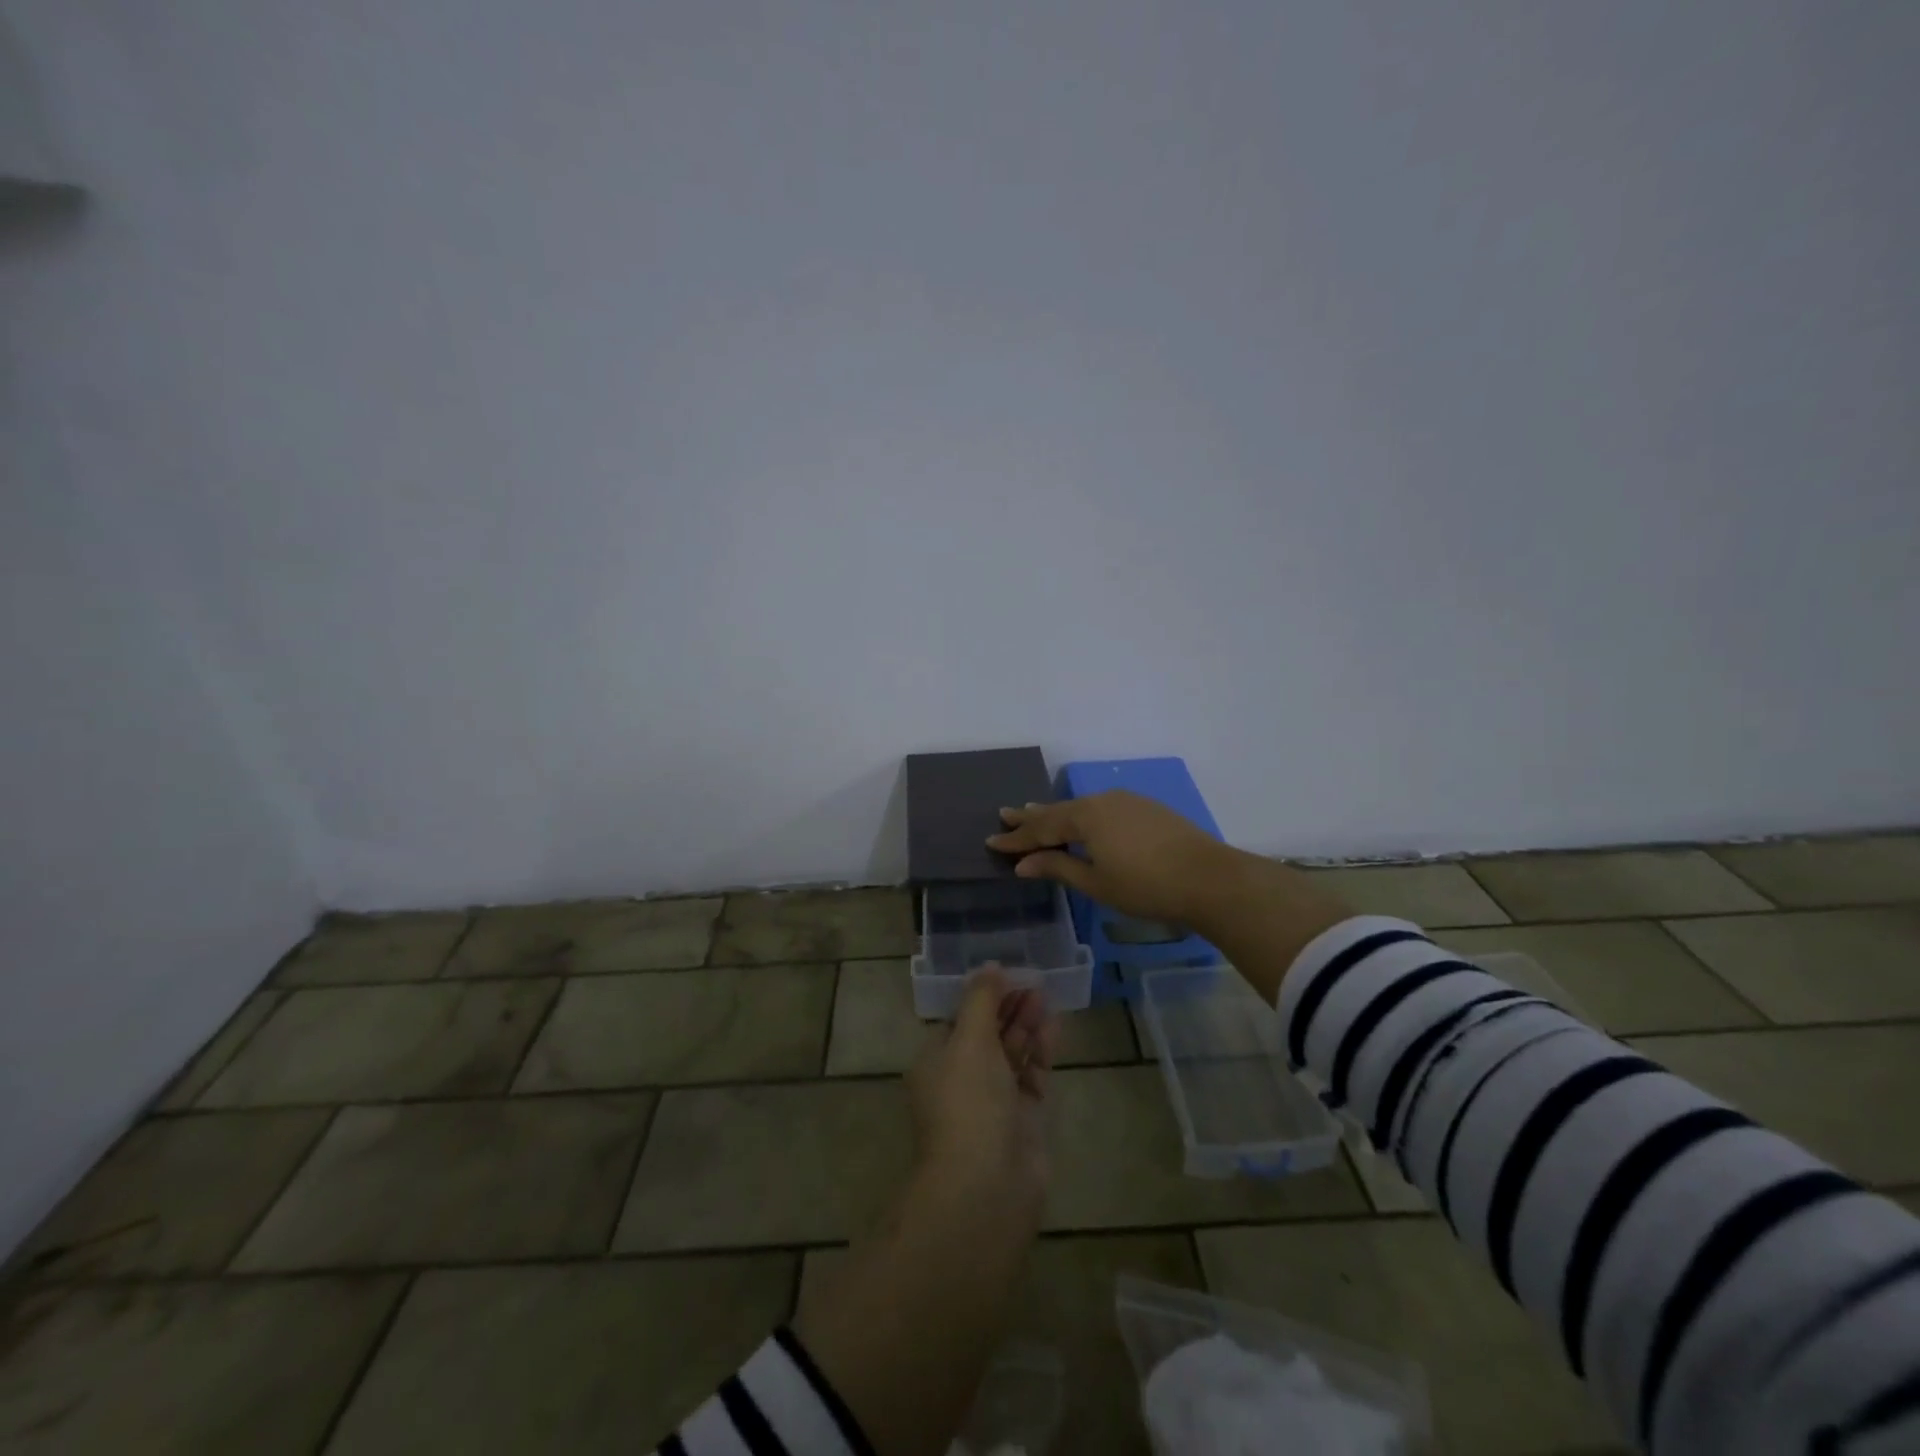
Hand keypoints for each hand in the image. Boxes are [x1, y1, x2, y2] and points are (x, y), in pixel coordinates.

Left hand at [906, 968, 1053, 1217]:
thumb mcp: (969, 1040)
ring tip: (1046, 995)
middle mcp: (962, 1080)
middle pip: (988, 1034)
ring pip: (1012, 1053)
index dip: (983, 996)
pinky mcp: (1022, 1120)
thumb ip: (982, 1000)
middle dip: (1009, 1007)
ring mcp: (993, 1101)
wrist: (987, 1187)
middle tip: (1034, 981)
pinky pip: (1032, 1076)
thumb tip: (989, 966)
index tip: (1008, 974)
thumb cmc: (968, 1102)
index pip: (959, 1019)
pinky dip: (1042, 1052)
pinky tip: (1054, 1027)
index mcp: (936, 1061)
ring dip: (1027, 1025)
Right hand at [985, 789, 1236, 927]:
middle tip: (1006, 814)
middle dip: (1031, 817)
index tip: (992, 841)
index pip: (1041, 829)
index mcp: (1085, 817)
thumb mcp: (1096, 883)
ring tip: (1036, 813)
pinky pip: (1102, 808)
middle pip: (1059, 811)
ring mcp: (1127, 801)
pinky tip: (1083, 820)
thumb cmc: (1146, 886)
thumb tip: (1024, 864)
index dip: (1016, 839)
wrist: (1209, 877)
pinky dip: (1083, 815)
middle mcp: (1102, 801)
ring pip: (1081, 807)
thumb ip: (1058, 868)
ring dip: (1057, 813)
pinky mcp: (1147, 808)